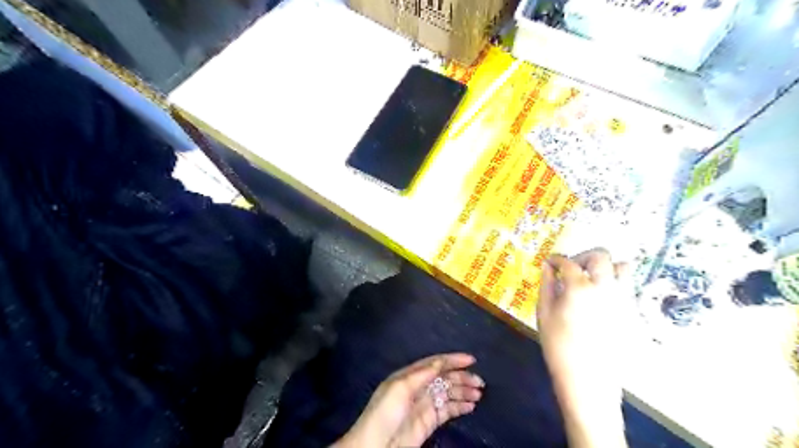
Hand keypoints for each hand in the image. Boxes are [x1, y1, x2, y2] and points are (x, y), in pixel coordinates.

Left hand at [335, 353, 483, 447]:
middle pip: (444, 377)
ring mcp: (425, 404)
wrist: (377, 446)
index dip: (453, 360)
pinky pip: (448, 410)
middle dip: (462, 377)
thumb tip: (440, 362)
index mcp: (410, 375)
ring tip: (478, 394)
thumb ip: (421, 374)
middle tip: (480, 382)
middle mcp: (419, 387)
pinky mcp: (429, 421)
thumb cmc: (386, 413)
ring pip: (448, 393)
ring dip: (463, 391)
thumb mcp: (401, 388)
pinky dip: (460, 406)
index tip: (471, 360)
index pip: (435, 363)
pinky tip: (471, 406)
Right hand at [537, 248, 629, 446]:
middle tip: (572, 269)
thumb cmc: (558, 345)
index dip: (555, 259)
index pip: (567, 261)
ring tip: (590, 279)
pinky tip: (598, 298)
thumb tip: (547, 266)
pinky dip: (613, 283)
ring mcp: (622, 299)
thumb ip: (547, 285)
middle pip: (601, 256)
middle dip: (583, 256)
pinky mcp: (631, 312)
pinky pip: (626, 286)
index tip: (550, 262)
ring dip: (605, 267)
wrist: (588, 378)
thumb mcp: (544, 313)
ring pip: (622, 267)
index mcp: (580, 286)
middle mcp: (605, 287)